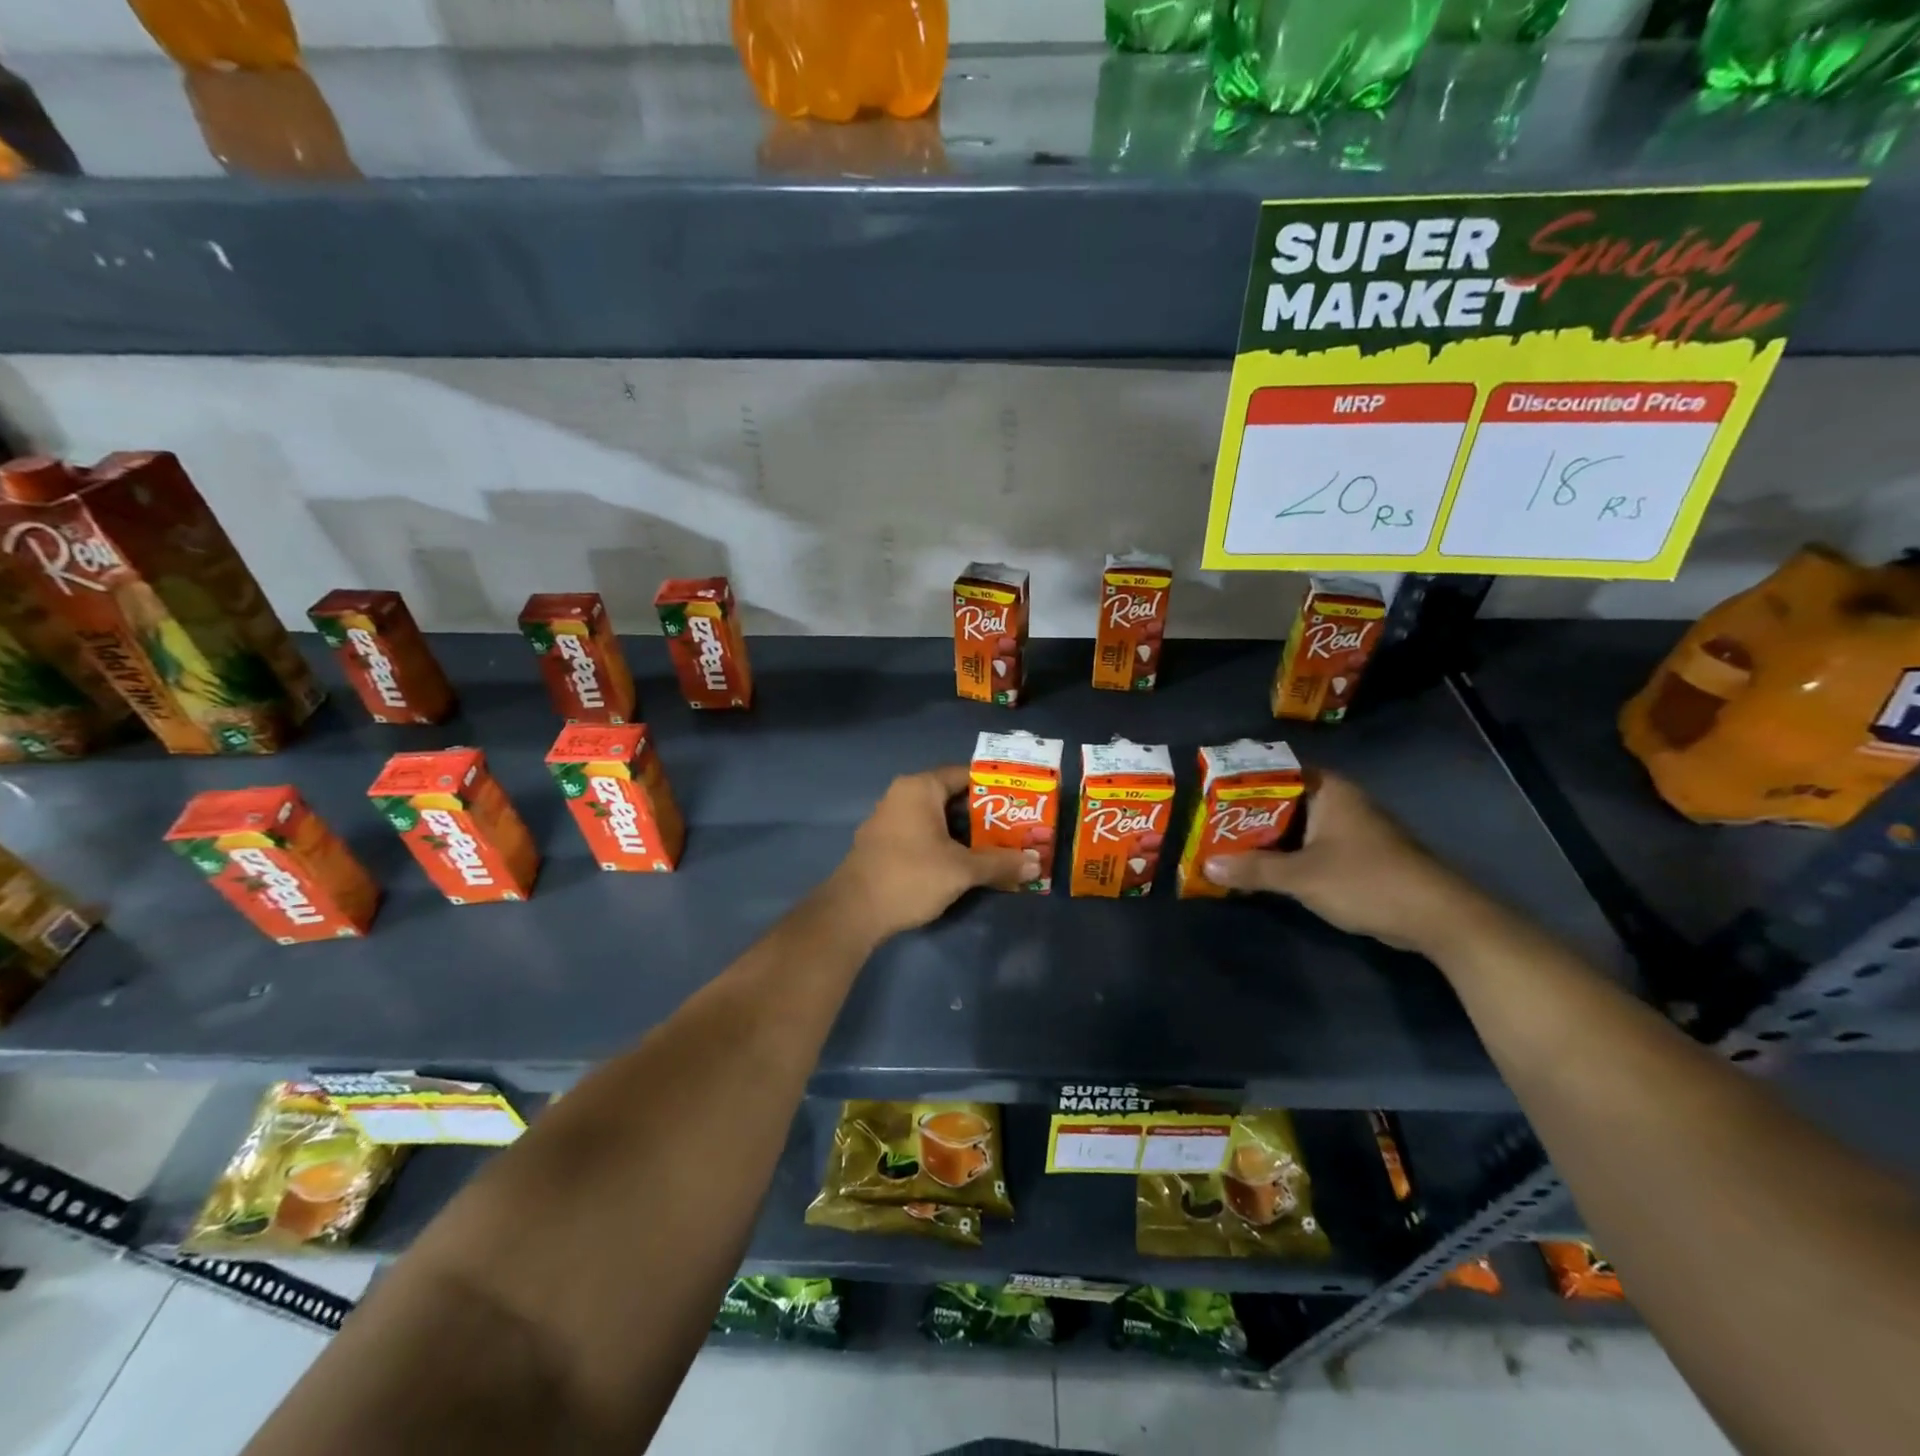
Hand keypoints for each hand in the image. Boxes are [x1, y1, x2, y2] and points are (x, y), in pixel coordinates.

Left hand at [828, 766, 1036, 940]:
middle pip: (951, 797)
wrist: (853, 912)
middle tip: (1014, 828)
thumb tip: (1036, 863)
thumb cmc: (910, 876)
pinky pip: (921, 834)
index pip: (964, 774)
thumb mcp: (962, 870)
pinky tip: (963, 863)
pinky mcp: (882, 844)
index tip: (1020, 800)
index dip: (994, 786)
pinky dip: (943, 843)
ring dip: (964, 832)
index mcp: (920, 788)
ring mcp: (888, 820)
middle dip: (983, 814)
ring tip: (996, 847)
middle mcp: (901, 795)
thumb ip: (1000, 863)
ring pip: (936, 818)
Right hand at [1201, 771, 1480, 953]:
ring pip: (1296, 826)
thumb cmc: (1367, 880)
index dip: (1242, 780)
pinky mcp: (1357, 856)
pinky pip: (1310, 846)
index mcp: (1329, 791)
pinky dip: (1286, 855)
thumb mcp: (1302, 876)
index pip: (1277, 771)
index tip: (1209, 792)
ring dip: (1265, 838)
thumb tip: (1207, 865)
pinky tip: (1261, 869)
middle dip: (1247, 814)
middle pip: (1282, 800)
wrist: (1438, 917)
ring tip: (1224, 845)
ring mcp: (1351, 829)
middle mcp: (1340, 802)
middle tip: (1208, 823)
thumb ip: (1253, 868)